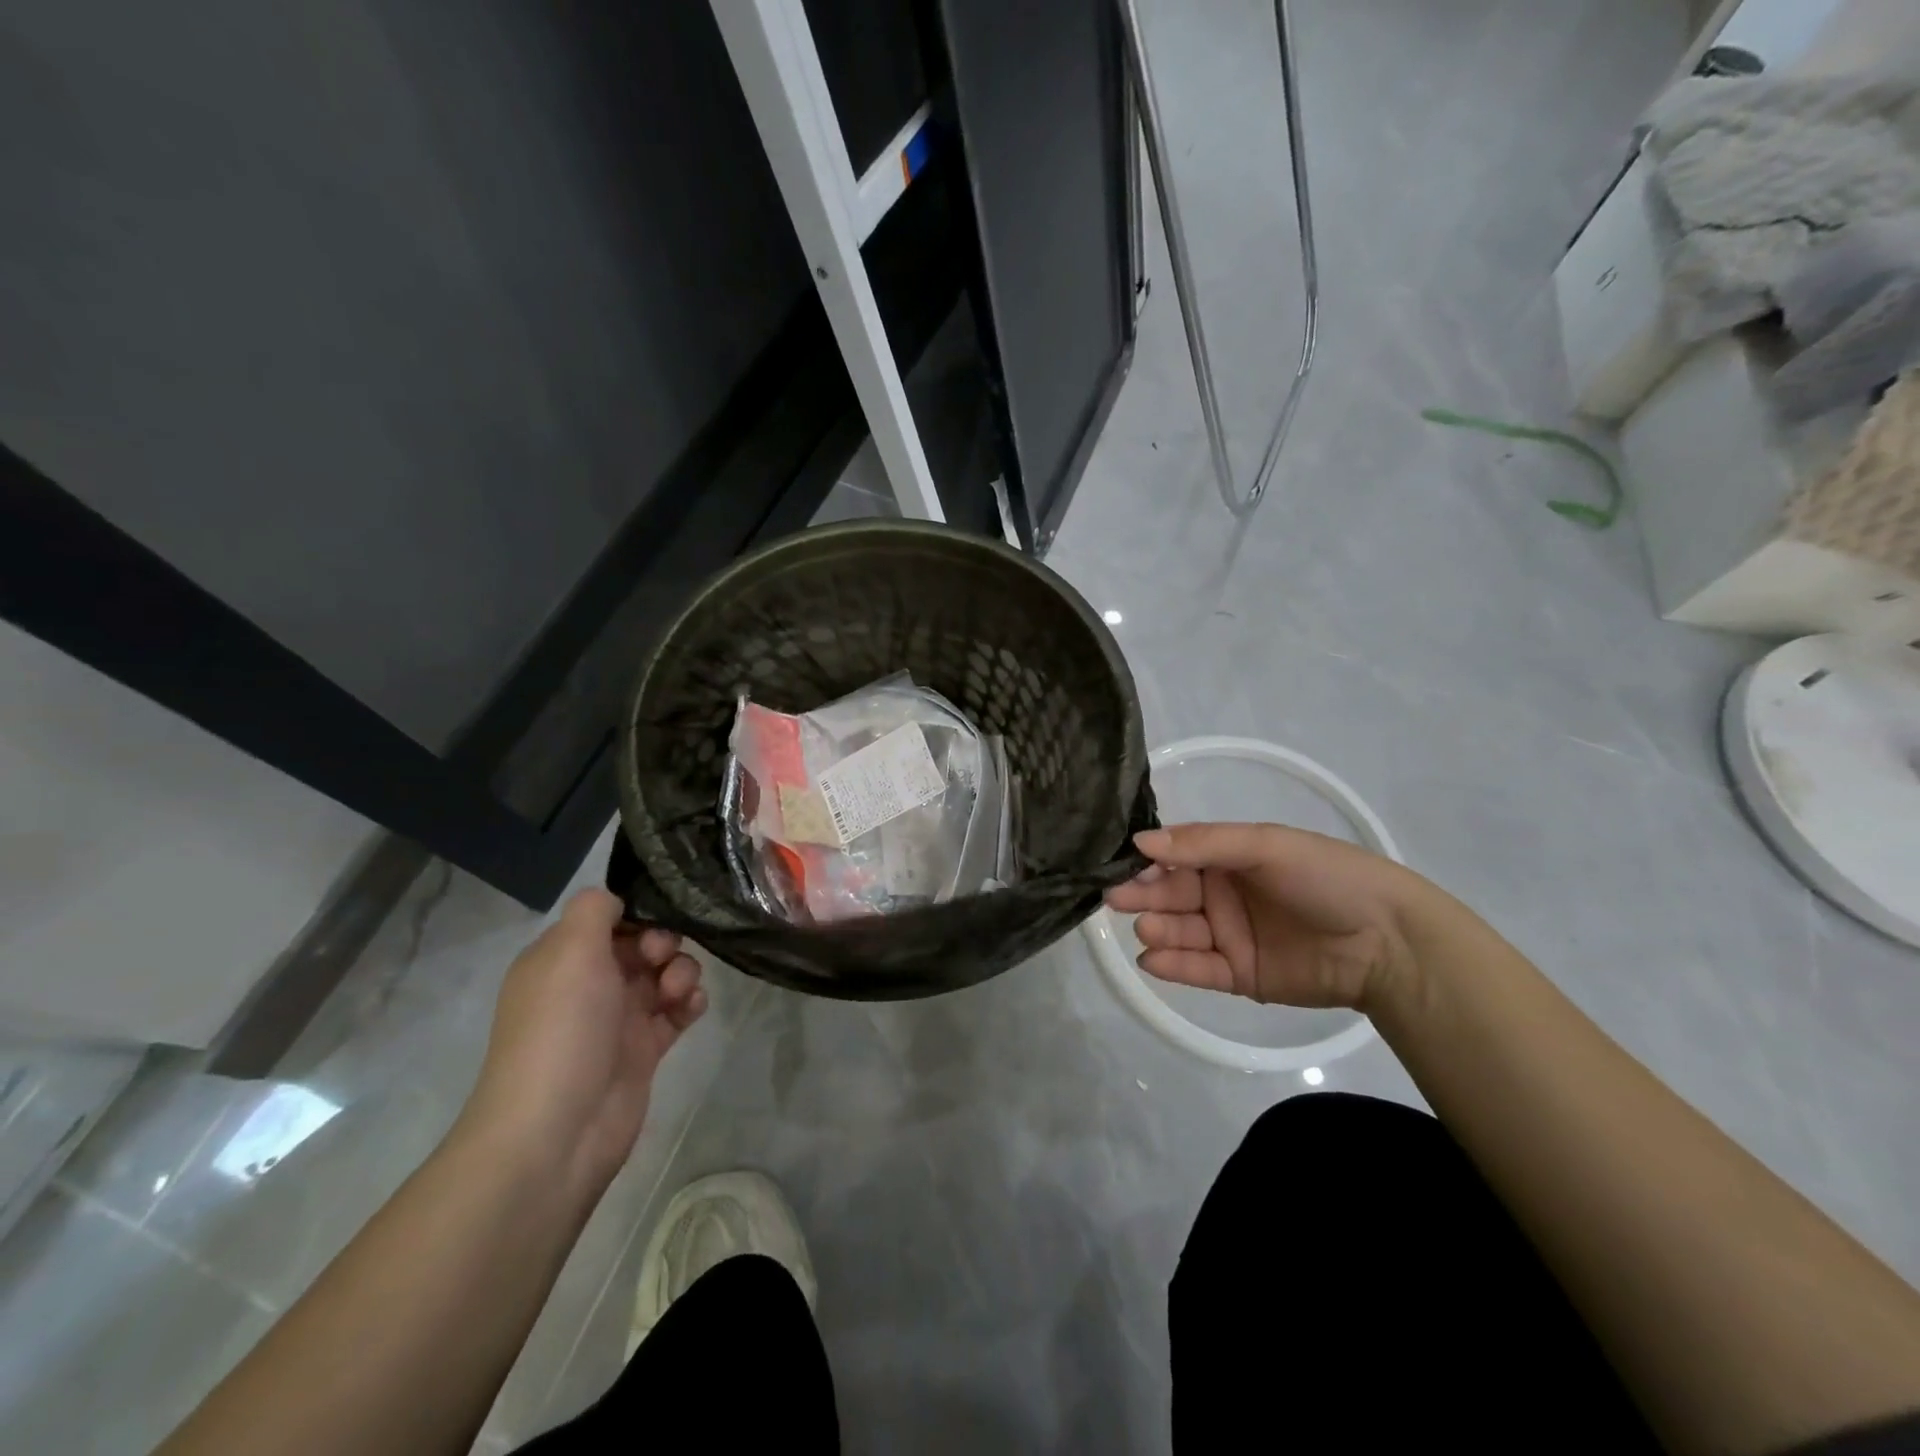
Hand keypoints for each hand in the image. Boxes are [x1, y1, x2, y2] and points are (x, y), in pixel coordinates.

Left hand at [461, 889, 705, 1195]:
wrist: (557, 1131)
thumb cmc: (562, 1030)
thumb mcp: (569, 951)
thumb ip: (594, 909)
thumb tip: (615, 901)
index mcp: (561, 960)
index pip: (608, 919)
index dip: (638, 915)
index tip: (651, 925)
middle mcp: (588, 985)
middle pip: (642, 944)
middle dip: (665, 942)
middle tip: (663, 960)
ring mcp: (617, 1020)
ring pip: (664, 975)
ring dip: (682, 972)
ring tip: (679, 993)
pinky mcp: (643, 1050)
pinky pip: (677, 1012)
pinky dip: (690, 1003)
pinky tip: (691, 1008)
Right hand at [1104, 823, 1428, 1011]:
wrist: (1388, 942)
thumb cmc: (1325, 877)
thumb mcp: (1264, 846)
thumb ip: (1202, 843)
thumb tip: (1139, 841)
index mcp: (1229, 857)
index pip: (1176, 856)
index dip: (1148, 862)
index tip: (1120, 866)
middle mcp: (1223, 893)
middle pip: (1172, 894)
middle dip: (1144, 896)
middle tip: (1116, 900)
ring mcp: (1229, 935)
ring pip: (1180, 931)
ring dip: (1158, 929)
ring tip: (1146, 930)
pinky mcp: (1239, 974)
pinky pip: (1198, 968)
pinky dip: (1174, 966)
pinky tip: (1152, 960)